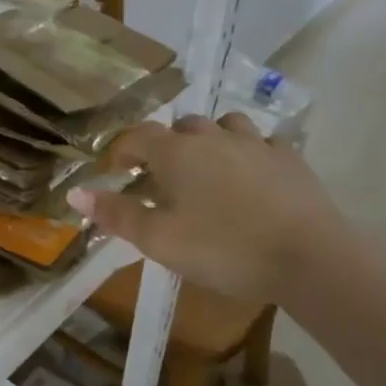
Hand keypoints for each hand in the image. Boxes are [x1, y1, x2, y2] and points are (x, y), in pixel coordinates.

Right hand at [67, 113, 345, 303]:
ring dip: (208, 142)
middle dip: (165, 147)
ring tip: (206, 171)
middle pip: (180, 127)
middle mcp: (212, 137)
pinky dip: (248, 154)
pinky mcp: (291, 159)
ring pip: (224, 126)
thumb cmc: (223, 249)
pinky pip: (262, 143)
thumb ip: (115, 214)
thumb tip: (74, 193)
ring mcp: (256, 144)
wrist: (311, 259)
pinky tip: (251, 179)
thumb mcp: (158, 240)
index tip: (115, 174)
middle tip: (160, 180)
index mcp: (175, 152)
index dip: (121, 152)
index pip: (136, 136)